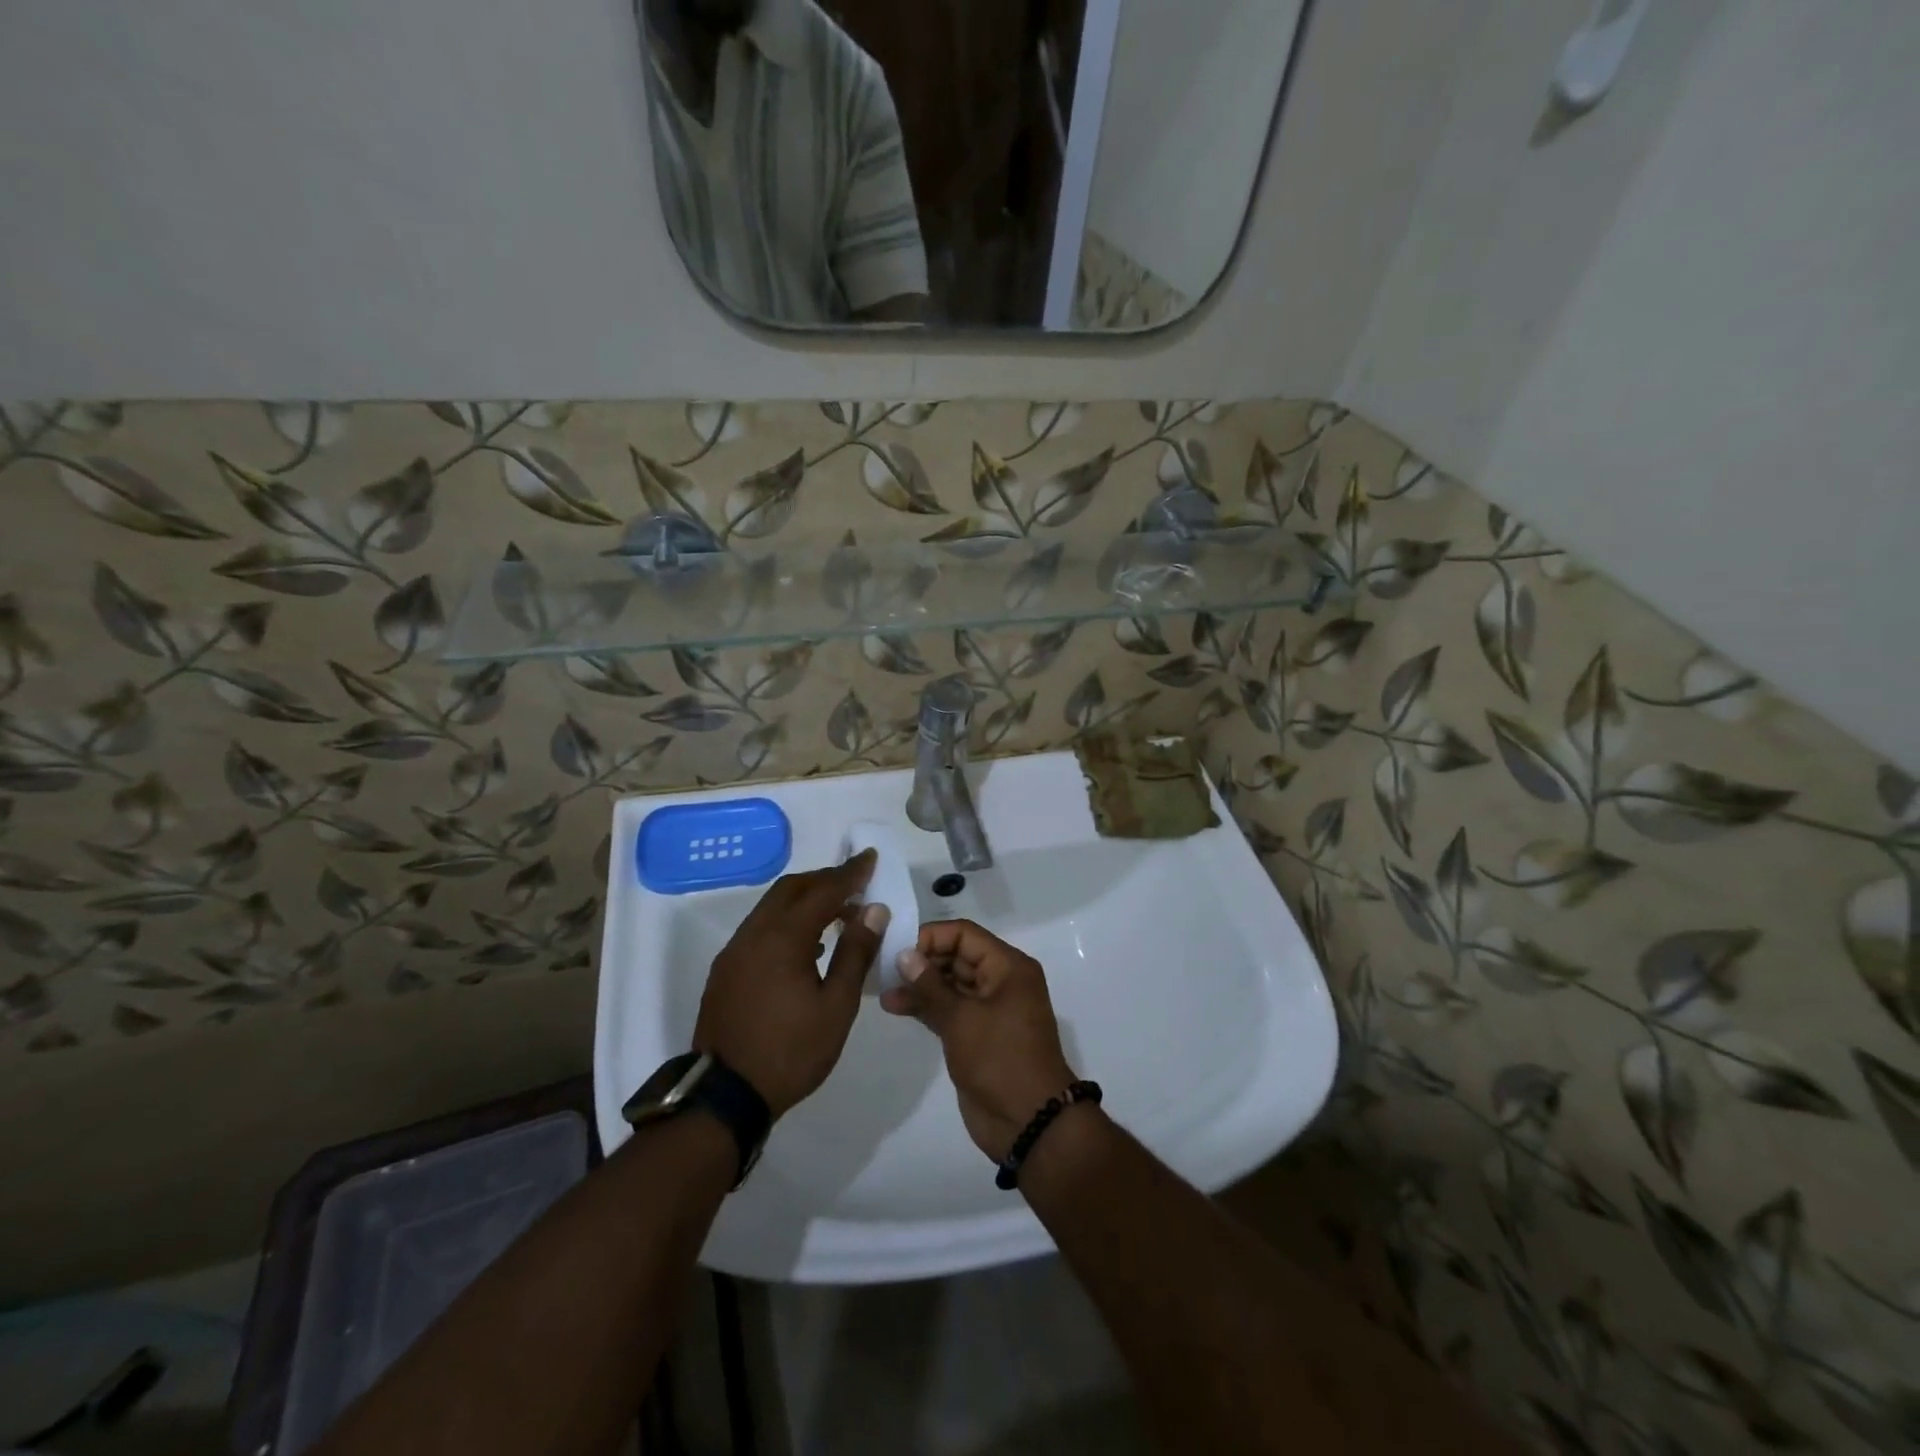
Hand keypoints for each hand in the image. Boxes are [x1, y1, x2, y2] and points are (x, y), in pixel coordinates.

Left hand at [695, 851, 883, 1118]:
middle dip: (824, 879)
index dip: (849, 873)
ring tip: (836, 913)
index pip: (822, 891)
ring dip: (804, 899)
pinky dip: (786, 920)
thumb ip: (855, 952)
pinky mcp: (725, 970)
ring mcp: (734, 952)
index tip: (870, 857)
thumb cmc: (791, 1051)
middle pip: (791, 889)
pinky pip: (760, 928)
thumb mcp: (837, 1006)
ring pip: (771, 907)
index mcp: (782, 938)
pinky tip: (806, 944)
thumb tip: (873, 910)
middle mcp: (753, 934)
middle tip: (855, 883)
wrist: (725, 1096)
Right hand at [880, 919, 1076, 1160]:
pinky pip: (949, 1009)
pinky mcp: (976, 1035)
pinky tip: (896, 1005)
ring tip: (884, 989)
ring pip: (950, 984)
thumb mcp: (962, 1019)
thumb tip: (904, 954)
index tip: (898, 948)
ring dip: (920, 985)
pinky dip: (926, 1006)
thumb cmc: (1000, 1059)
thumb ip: (930, 986)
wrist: (1029, 1122)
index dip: (932, 937)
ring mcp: (989, 1009)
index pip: (965, 935)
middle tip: (884, 967)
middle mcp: (1001, 981)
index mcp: (1008, 967)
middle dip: (922, 960)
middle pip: (957, 956)